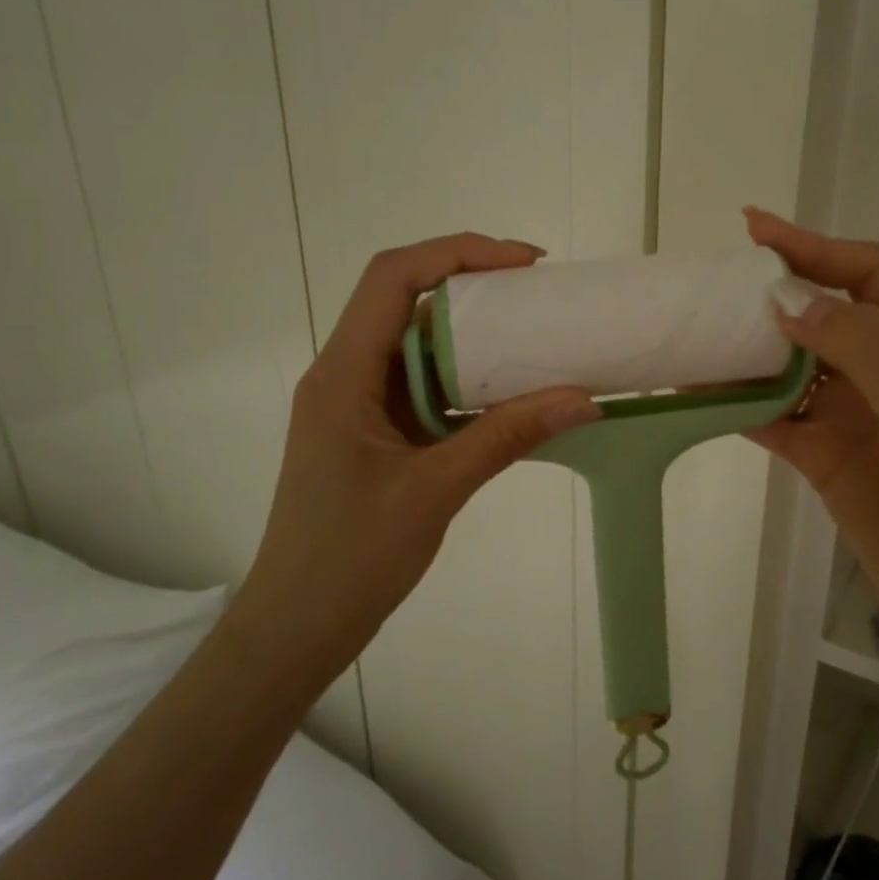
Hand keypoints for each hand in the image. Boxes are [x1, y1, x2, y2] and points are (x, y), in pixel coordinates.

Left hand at [229, 234, 599, 673]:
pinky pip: (422, 386)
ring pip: (415, 344)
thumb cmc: (350, 558)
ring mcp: (357, 405)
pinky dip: (465, 380)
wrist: (296, 626)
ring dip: (471, 335)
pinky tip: (507, 394)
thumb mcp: (435, 491)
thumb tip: (582, 399)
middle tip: (537, 296)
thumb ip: (506, 438)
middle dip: (471, 286)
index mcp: (342, 374)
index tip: (523, 264)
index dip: (458, 253)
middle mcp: (344, 375)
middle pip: (404, 301)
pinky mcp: (372, 433)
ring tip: (533, 337)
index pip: (393, 278)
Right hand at [745, 210, 878, 647]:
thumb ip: (857, 343)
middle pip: (819, 316)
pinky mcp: (822, 458)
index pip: (862, 274)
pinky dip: (740, 406)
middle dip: (772, 296)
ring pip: (789, 368)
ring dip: (748, 354)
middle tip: (715, 287)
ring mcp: (849, 416)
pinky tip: (703, 395)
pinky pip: (773, 420)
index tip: (756, 230)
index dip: (813, 246)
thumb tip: (787, 300)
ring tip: (698, 337)